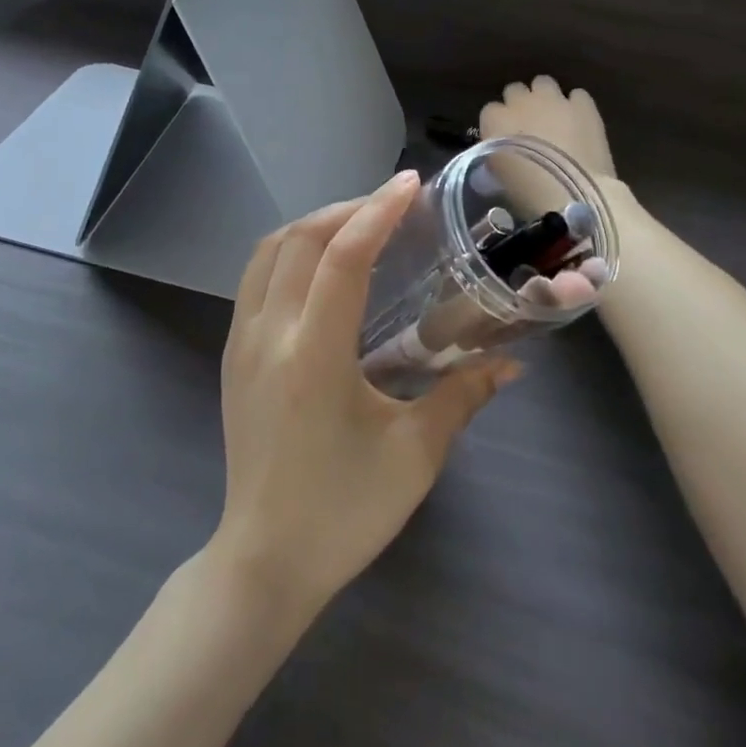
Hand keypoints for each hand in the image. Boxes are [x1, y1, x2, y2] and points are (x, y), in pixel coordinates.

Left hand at [212, 172, 520, 614]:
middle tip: (392, 204)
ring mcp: (241, 343)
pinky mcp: (233, 356)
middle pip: (299, 240)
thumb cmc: (344, 512)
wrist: (264, 562)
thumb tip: (512, 363)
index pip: (341, 259)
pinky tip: (321, 266)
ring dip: (313, 226)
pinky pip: (255, 278)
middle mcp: (268, 335)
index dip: (377, 212)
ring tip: (358, 224)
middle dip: (347, 209)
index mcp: (313, 355)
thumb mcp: (415, 454)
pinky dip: (289, 251)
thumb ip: (462, 395)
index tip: (409, 184)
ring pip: (268, 252)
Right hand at [478, 77, 618, 215]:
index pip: (490, 110)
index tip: (505, 139)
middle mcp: (521, 101)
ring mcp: (554, 99)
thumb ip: (494, 152)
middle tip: (529, 126)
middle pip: (515, 90)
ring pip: (544, 83)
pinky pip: (577, 95)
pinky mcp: (583, 105)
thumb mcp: (495, 174)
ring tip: (554, 119)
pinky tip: (579, 122)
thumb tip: (499, 149)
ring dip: (546, 97)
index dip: (499, 124)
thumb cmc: (524, 192)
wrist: (570, 193)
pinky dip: (576, 106)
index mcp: (494, 119)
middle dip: (520, 104)